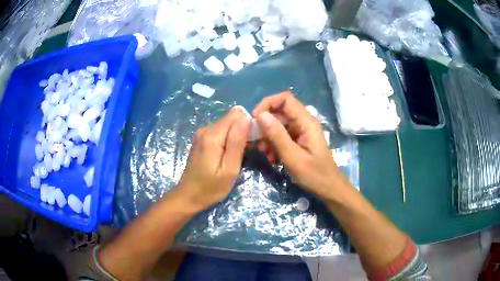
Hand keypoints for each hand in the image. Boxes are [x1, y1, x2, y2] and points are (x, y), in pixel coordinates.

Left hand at [175, 108, 250, 211]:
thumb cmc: (210, 188)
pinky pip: (220, 133)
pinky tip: (228, 156)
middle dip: (242, 132)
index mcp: (212, 135)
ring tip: (237, 157)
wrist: (188, 196)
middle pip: (231, 120)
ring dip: (236, 138)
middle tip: (245, 154)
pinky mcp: (201, 140)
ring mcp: (202, 134)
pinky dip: (228, 141)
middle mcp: (205, 129)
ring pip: (227, 126)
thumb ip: (236, 143)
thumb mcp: (229, 169)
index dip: (248, 125)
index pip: (236, 114)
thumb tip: (246, 118)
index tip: (252, 142)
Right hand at [253, 92, 348, 198]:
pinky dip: (273, 144)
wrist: (329, 189)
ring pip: (278, 124)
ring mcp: (301, 131)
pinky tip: (272, 158)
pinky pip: (282, 136)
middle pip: (279, 112)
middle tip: (257, 142)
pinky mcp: (298, 140)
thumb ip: (277, 135)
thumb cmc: (315, 175)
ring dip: (268, 137)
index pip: (285, 99)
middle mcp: (304, 122)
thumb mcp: (293, 157)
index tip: (255, 119)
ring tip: (264, 153)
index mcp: (306, 121)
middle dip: (265, 124)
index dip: (268, 103)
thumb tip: (260, 115)